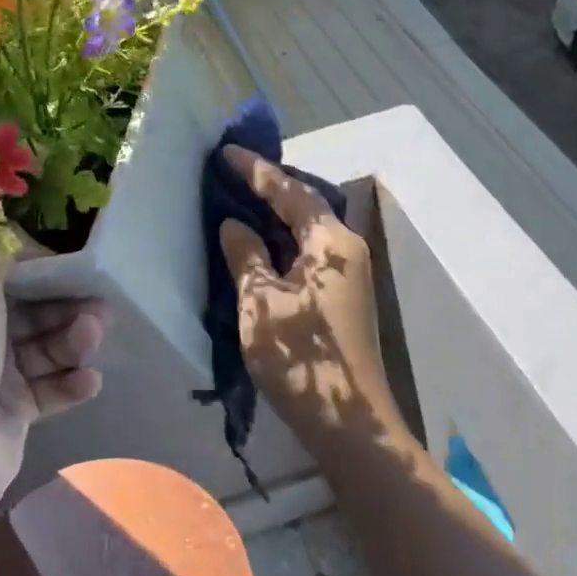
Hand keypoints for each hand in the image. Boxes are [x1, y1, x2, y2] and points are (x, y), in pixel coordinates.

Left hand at [0, 247, 108, 519]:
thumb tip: (20, 236)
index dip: (37, 265)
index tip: (72, 262)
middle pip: (28, 309)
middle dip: (65, 304)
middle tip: (100, 303)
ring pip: (44, 346)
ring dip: (73, 340)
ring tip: (94, 337)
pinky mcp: (13, 412)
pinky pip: (50, 387)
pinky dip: (71, 382)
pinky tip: (89, 381)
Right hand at [217, 147, 405, 455]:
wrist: (350, 424)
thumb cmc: (301, 356)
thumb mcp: (260, 301)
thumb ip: (245, 255)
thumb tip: (234, 225)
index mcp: (330, 242)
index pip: (289, 192)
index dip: (256, 170)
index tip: (226, 151)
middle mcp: (346, 249)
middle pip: (303, 207)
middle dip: (268, 189)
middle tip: (231, 173)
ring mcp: (348, 275)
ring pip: (305, 233)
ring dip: (274, 218)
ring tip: (239, 201)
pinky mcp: (342, 298)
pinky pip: (307, 256)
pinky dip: (281, 245)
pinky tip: (258, 248)